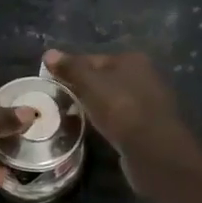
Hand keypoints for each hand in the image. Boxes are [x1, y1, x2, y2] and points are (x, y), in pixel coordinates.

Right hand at [43, 49, 201, 202]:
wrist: (152, 149)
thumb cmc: (120, 108)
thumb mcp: (90, 84)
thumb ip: (71, 68)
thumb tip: (48, 53)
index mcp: (132, 60)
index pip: (92, 59)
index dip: (70, 70)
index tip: (51, 84)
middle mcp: (144, 76)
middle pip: (103, 79)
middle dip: (81, 89)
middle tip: (58, 102)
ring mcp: (148, 102)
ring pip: (111, 99)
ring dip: (92, 107)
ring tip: (70, 117)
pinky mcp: (147, 126)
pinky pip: (118, 118)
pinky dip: (104, 121)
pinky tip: (92, 130)